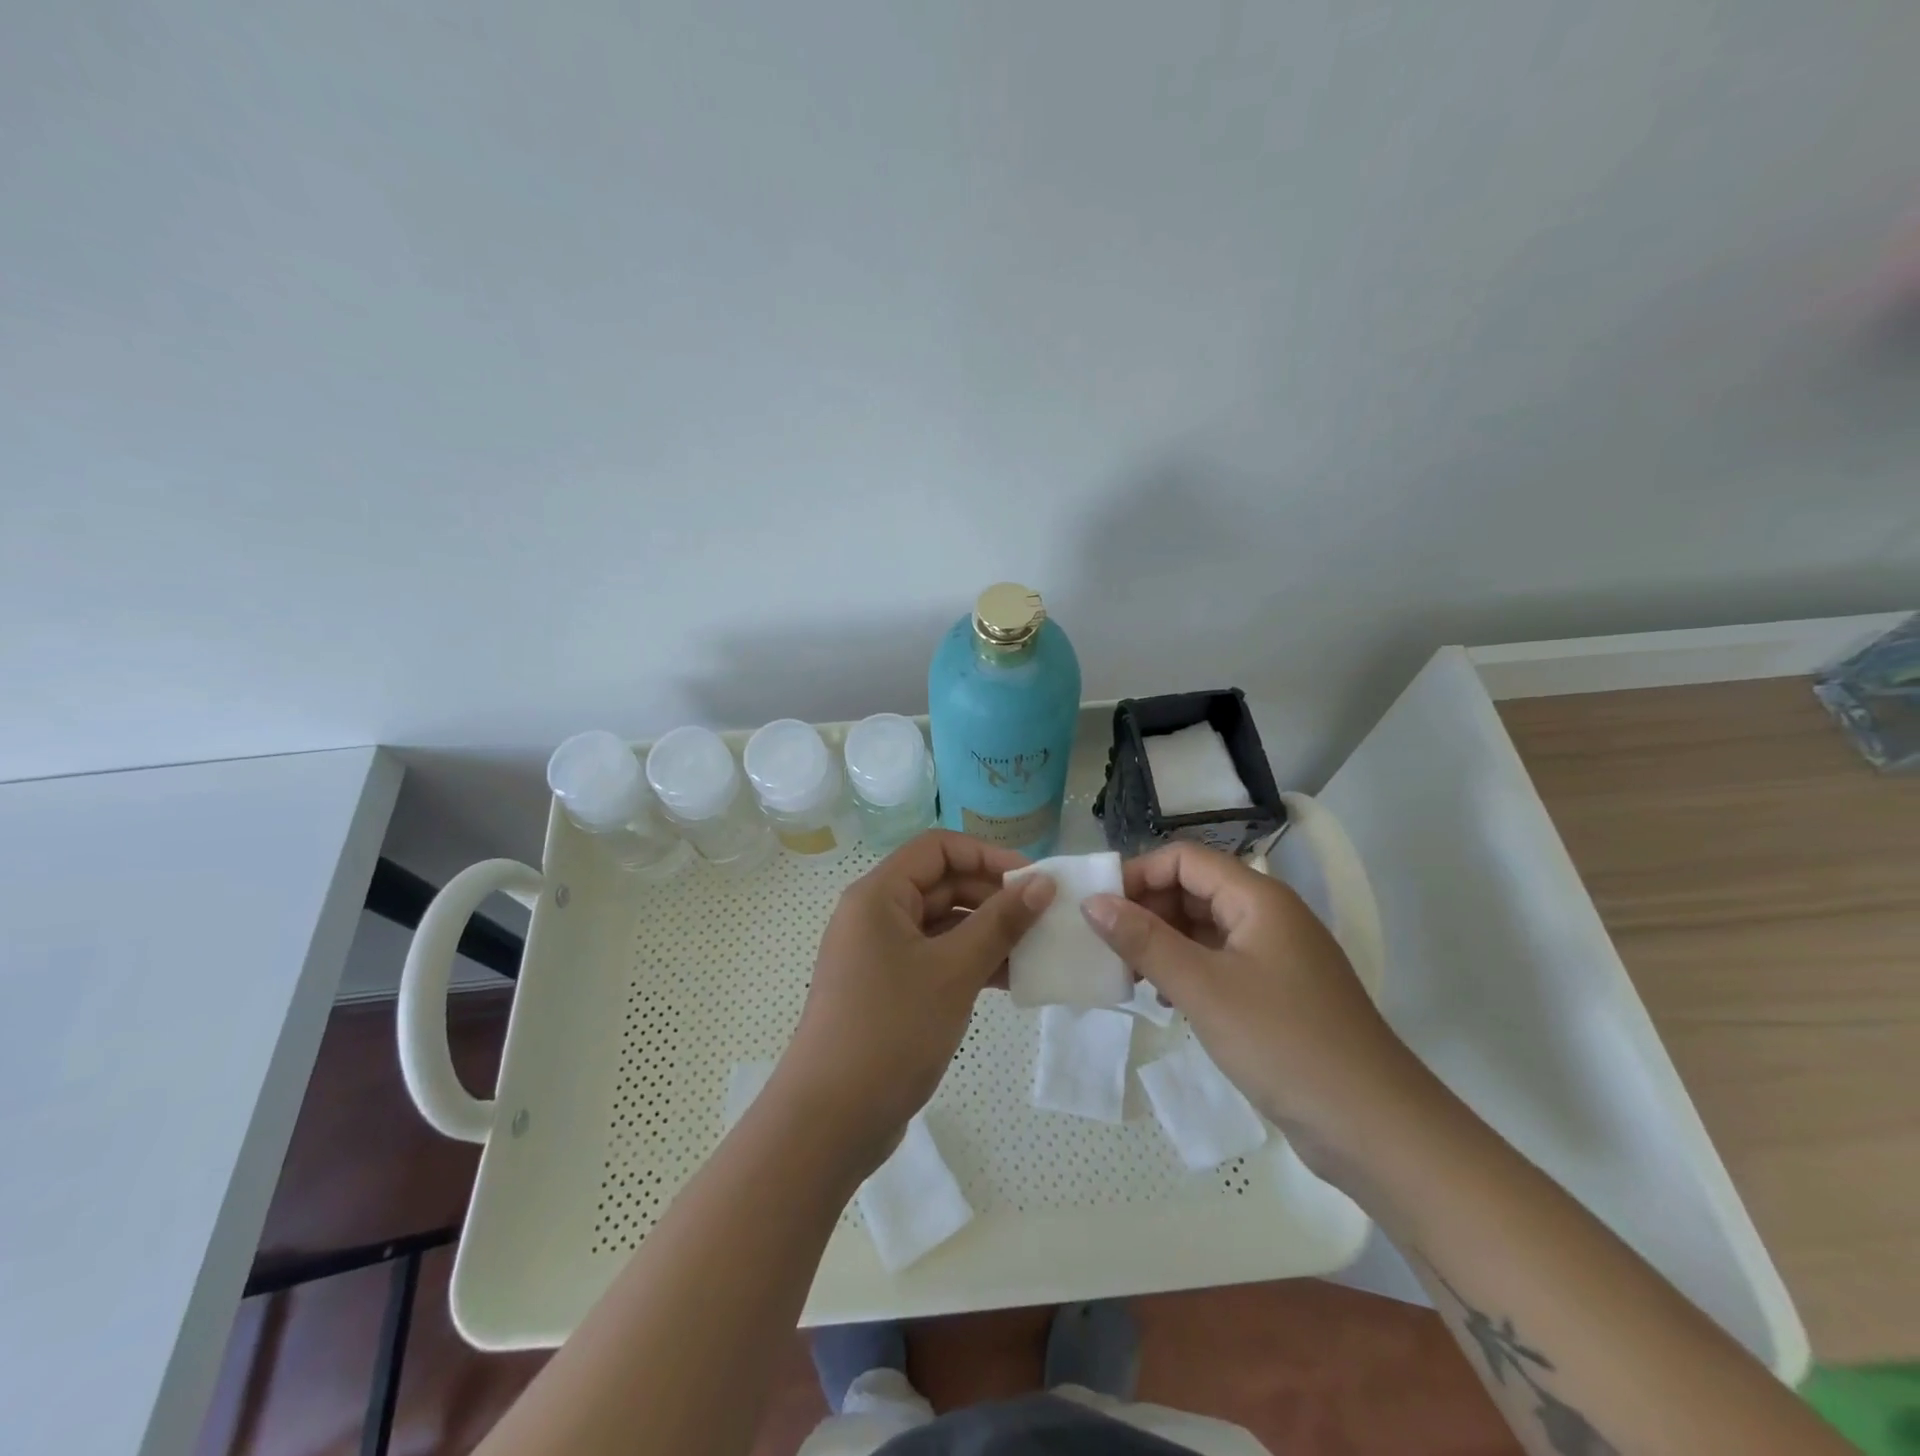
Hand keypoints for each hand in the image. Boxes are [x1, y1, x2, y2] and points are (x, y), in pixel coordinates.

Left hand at [774, 830, 1055, 1169]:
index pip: (938, 848)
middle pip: (942, 884)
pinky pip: (936, 959)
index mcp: (879, 895)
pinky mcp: (889, 989)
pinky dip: (970, 963)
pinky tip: (1010, 980)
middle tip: (1044, 919)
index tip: (1033, 880)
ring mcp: (881, 954)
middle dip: (994, 897)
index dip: (987, 855)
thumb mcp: (953, 971)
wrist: (830, 1121)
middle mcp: (876, 915)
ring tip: (1037, 951)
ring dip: (988, 933)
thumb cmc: (891, 1030)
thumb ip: (1001, 922)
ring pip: (943, 925)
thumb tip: (1042, 882)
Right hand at [1082, 842, 1420, 1150]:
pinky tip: (1166, 999)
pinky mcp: (1277, 993)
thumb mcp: (1204, 988)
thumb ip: (1144, 941)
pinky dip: (1187, 970)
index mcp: (1258, 898)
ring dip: (1163, 942)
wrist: (1377, 1129)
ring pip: (1205, 928)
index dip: (1139, 874)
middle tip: (1108, 948)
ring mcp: (1275, 956)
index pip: (1185, 859)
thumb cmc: (1285, 1044)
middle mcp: (1268, 916)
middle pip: (1194, 889)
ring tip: (1129, 975)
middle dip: (1147, 910)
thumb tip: (1092, 901)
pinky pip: (1220, 962)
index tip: (1099, 909)